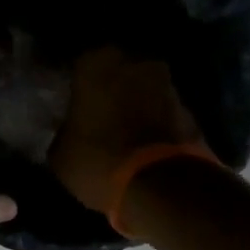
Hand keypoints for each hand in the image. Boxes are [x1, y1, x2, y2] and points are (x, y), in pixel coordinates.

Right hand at [48, 47, 210, 211]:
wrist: (162, 187)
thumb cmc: (98, 161)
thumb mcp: (60, 153)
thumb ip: (63, 130)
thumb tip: (67, 128)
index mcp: (95, 63)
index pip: (76, 62)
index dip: (70, 80)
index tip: (63, 98)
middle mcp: (135, 62)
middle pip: (115, 69)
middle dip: (106, 86)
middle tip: (92, 110)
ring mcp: (167, 84)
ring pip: (141, 87)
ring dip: (132, 102)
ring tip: (118, 127)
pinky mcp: (189, 110)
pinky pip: (160, 109)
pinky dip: (151, 120)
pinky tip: (140, 140)